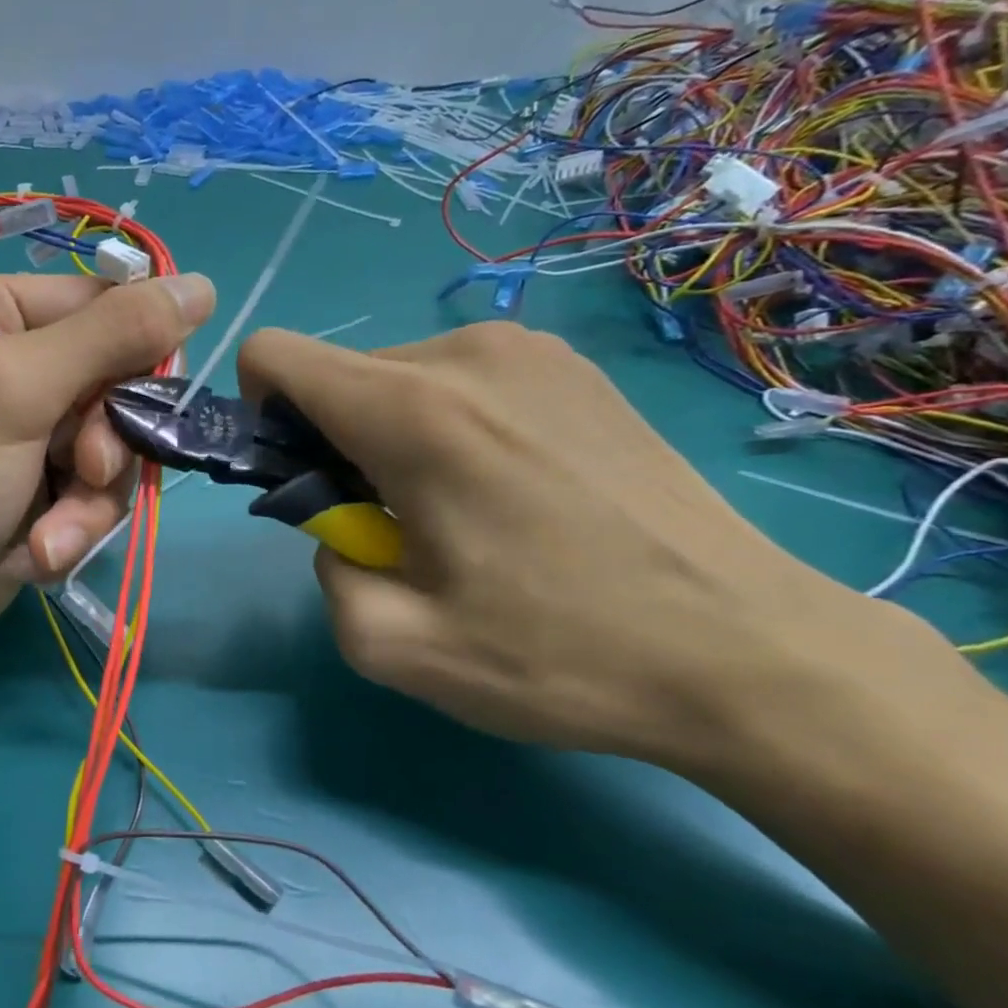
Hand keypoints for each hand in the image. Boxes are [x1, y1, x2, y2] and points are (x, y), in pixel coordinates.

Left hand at [0, 270, 215, 689]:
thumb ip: (112, 335)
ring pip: (108, 448)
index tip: (146, 402)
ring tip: (47, 537)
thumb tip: (202, 285)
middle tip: (83, 473)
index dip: (136, 353)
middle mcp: (4, 365)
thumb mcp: (15, 390)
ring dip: (88, 501)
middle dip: (104, 444)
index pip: (100, 305)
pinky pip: (88, 494)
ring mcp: (20, 434)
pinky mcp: (32, 492)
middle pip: (112, 382)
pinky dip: (70, 528)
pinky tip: (37, 556)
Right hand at [238, 321, 898, 768]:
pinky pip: (458, 382)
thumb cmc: (560, 654)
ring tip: (457, 514)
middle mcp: (466, 356)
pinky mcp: (574, 370)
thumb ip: (322, 569)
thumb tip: (339, 526)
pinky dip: (445, 427)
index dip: (258, 414)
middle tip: (392, 525)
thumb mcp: (392, 645)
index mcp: (412, 413)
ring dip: (389, 440)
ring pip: (395, 379)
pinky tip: (506, 493)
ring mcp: (530, 352)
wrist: (750, 654)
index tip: (301, 481)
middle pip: (335, 376)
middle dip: (332, 444)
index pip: (274, 356)